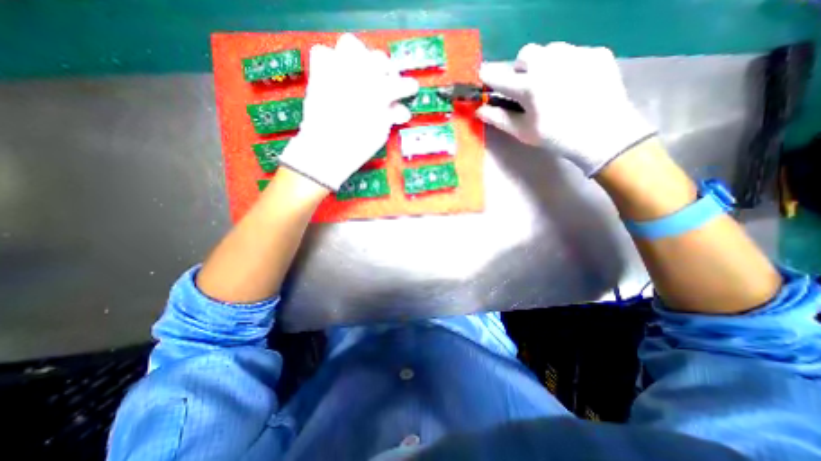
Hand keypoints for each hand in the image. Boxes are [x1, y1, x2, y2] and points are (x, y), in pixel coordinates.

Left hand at [281, 33, 419, 188]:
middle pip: (379, 58)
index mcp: (379, 93)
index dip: (409, 87)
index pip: (401, 83)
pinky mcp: (319, 74)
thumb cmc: (357, 147)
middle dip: (387, 70)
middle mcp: (359, 75)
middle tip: (387, 82)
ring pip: (351, 44)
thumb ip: (390, 116)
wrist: (325, 151)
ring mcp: (337, 71)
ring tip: (363, 72)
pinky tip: (338, 74)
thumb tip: (400, 109)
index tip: (411, 89)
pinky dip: (331, 60)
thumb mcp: (380, 134)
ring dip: (361, 57)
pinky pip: (323, 53)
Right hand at [475, 42, 654, 176]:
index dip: (487, 76)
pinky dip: (566, 65)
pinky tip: (573, 84)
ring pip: (549, 49)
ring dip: (543, 64)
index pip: (497, 75)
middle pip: (525, 54)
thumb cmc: (556, 137)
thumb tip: (479, 109)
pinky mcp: (596, 53)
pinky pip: (573, 52)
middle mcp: (550, 63)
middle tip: (526, 87)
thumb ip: (499, 118)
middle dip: (521, 69)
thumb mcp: (523, 131)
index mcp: (529, 86)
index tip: (483, 78)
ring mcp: (576, 54)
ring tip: (552, 84)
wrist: (603, 134)